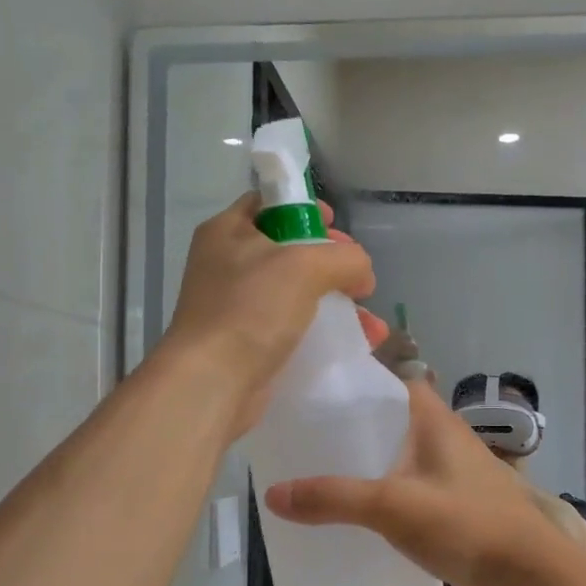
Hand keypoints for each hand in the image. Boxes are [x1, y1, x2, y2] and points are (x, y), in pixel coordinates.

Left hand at [165, 194, 386, 433]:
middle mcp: (228, 265)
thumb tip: (361, 273)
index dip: (306, 209)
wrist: (213, 382)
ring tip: (372, 326)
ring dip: (339, 305)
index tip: (336, 226)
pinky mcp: (249, 344)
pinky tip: (358, 344)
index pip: (270, 204)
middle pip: (290, 251)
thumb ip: (344, 258)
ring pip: (298, 295)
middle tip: (358, 280)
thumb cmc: (251, 309)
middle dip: (333, 265)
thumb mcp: (305, 266)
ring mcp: (237, 307)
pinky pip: (295, 329)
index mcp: (228, 231)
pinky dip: (325, 333)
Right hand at [263, 382, 582, 585]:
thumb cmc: (467, 525)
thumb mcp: (393, 506)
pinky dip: (380, 502)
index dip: (354, 380)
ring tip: (313, 478)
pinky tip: (350, 520)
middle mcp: (443, 442)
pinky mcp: (451, 513)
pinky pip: (406, 496)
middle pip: (388, 423)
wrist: (529, 580)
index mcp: (435, 422)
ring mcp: (450, 479)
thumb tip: (272, 494)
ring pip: (396, 463)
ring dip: (363, 469)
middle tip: (299, 440)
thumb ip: (335, 498)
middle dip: (348, 430)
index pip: (391, 382)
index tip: (310, 390)